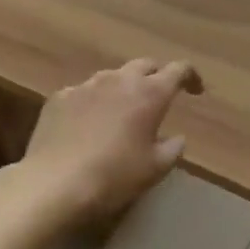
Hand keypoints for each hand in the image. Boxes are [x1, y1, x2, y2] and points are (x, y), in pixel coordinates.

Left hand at [17, 59, 203, 233]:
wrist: (54, 184)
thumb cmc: (114, 176)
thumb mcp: (155, 169)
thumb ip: (172, 149)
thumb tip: (177, 138)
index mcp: (149, 93)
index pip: (178, 70)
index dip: (190, 77)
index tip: (195, 90)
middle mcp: (119, 80)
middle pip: (145, 65)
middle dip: (156, 76)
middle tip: (158, 96)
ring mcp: (86, 85)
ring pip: (112, 76)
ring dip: (123, 88)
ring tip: (121, 111)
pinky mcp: (59, 97)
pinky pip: (83, 92)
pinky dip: (92, 102)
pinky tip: (87, 124)